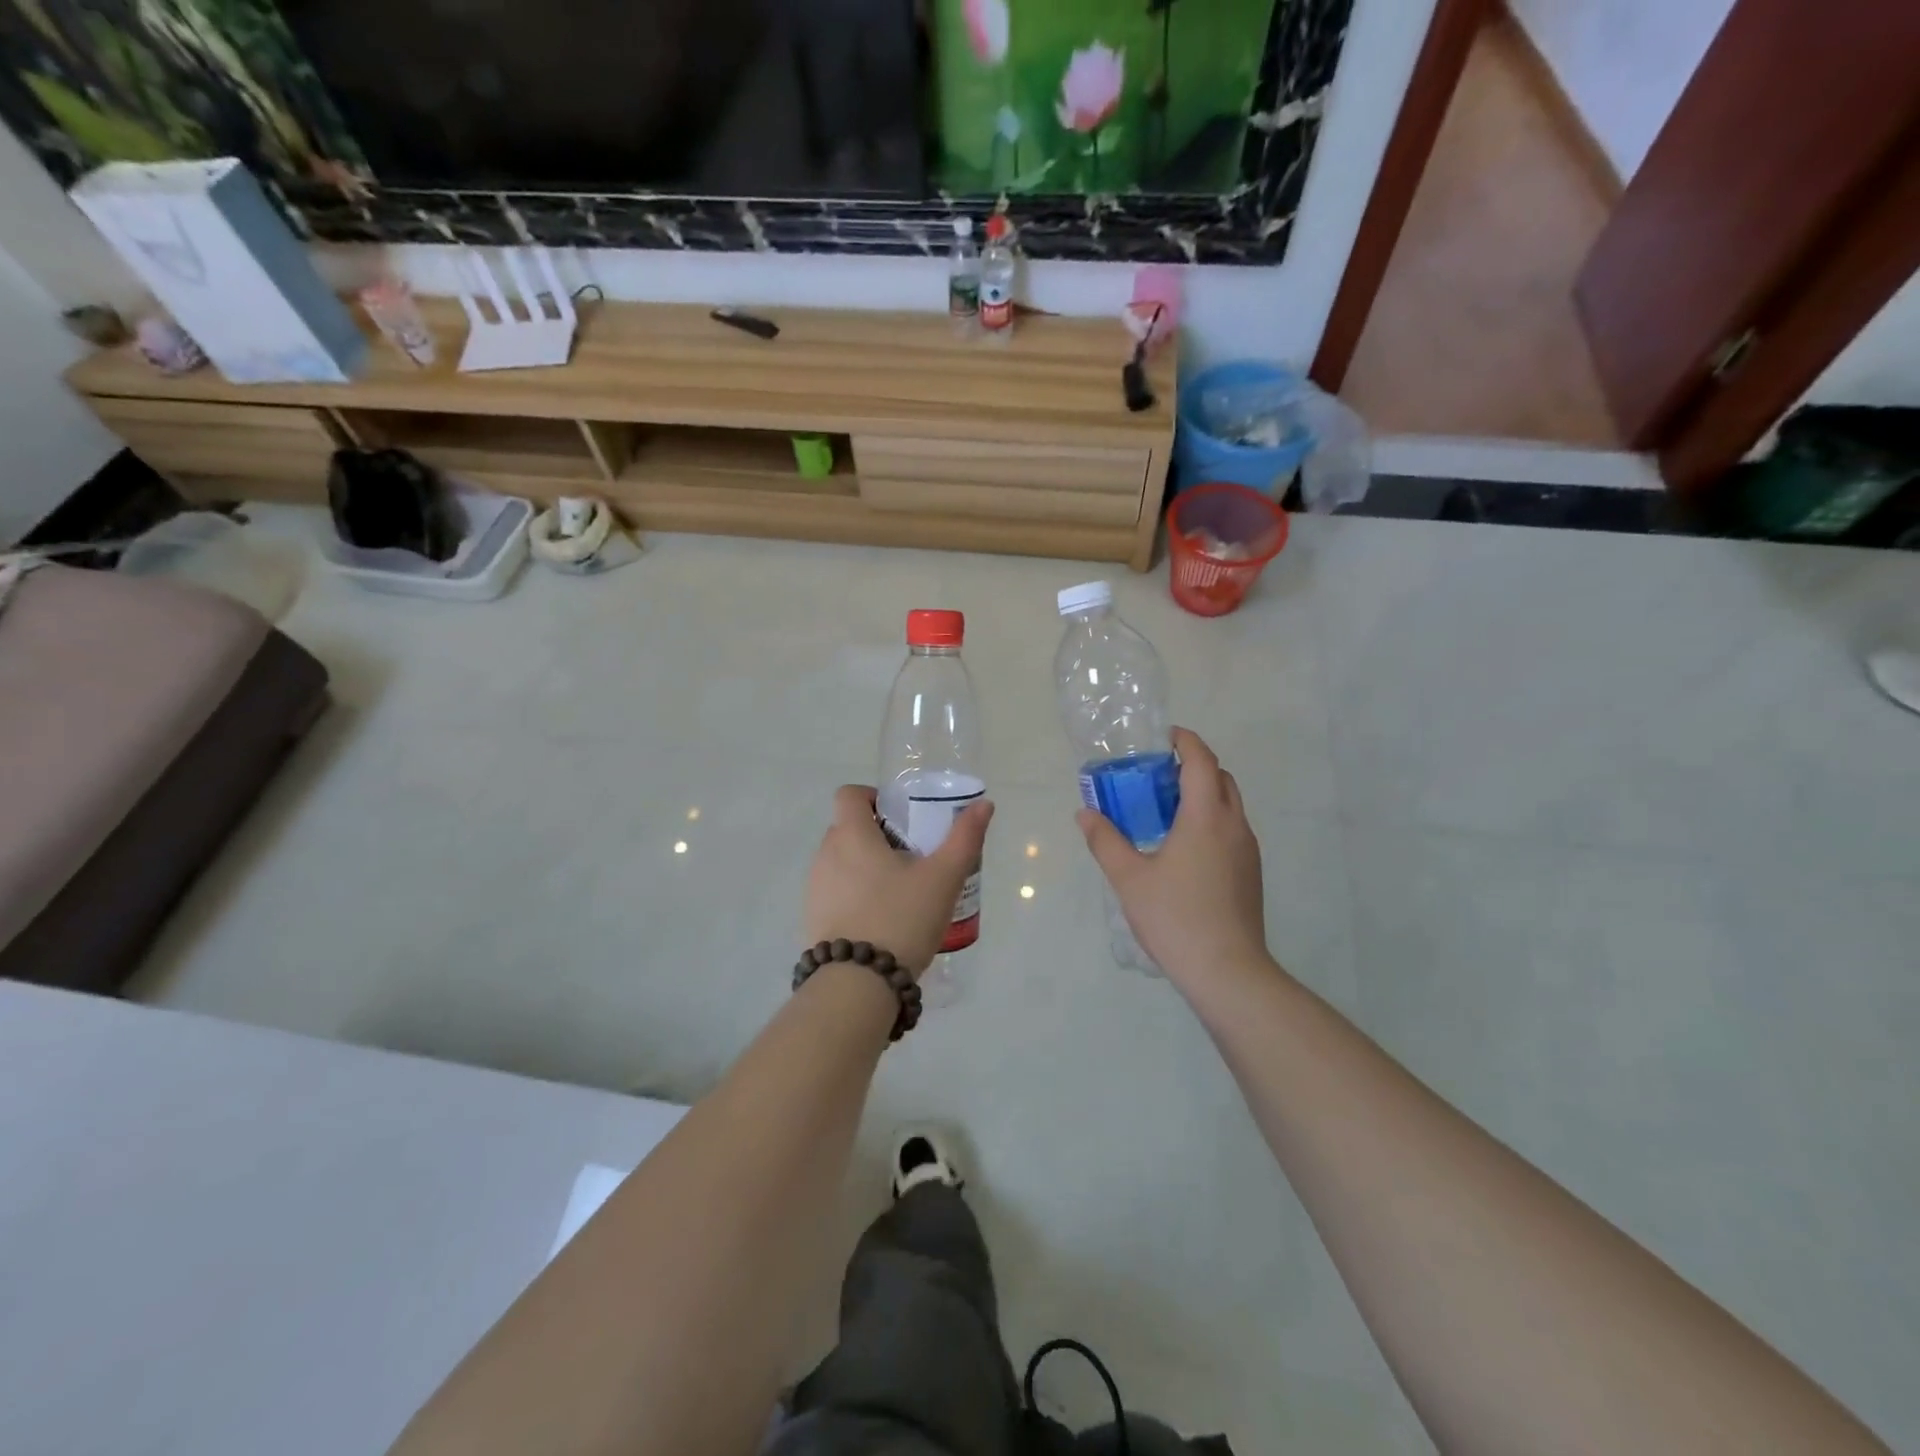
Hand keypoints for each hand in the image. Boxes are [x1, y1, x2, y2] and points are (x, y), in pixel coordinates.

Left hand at [805, 785, 993, 976]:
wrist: (858, 985)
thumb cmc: (902, 918)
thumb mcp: (943, 877)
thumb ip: (964, 838)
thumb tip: (984, 804)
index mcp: (851, 835)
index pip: (849, 795)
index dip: (873, 798)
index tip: (900, 819)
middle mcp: (825, 855)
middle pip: (847, 828)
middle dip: (877, 836)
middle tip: (912, 858)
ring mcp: (814, 888)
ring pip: (841, 862)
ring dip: (865, 867)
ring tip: (900, 893)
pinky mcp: (813, 919)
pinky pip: (835, 892)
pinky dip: (855, 895)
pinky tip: (882, 921)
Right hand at [1077, 728, 1269, 990]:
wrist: (1227, 971)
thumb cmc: (1175, 917)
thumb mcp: (1129, 878)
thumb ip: (1105, 841)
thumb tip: (1085, 814)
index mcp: (1206, 817)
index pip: (1202, 761)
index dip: (1186, 742)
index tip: (1164, 737)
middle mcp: (1233, 826)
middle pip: (1221, 779)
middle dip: (1194, 766)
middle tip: (1159, 775)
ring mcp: (1247, 851)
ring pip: (1229, 806)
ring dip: (1203, 795)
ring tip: (1166, 811)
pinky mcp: (1251, 874)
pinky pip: (1231, 831)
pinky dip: (1211, 821)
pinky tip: (1184, 849)